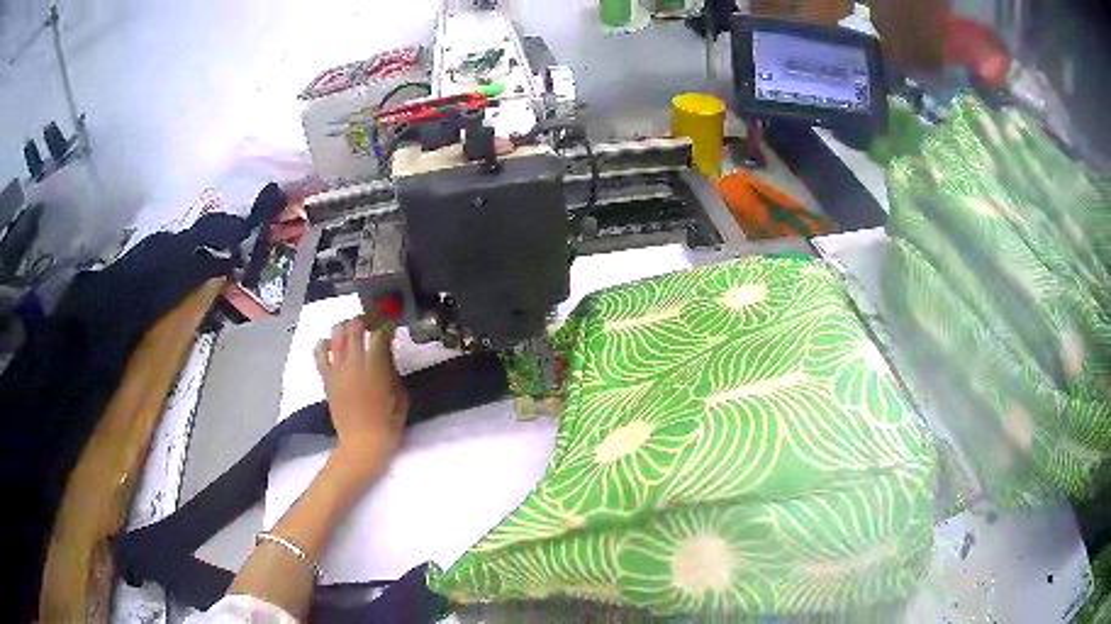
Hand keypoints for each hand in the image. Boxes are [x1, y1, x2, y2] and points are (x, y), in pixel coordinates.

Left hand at [314, 318, 408, 481]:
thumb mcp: (400, 394)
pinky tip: (332, 345)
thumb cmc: (388, 422)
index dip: (387, 323)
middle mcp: (354, 360)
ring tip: (354, 330)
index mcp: (376, 365)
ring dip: (347, 326)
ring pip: (337, 333)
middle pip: (356, 326)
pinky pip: (320, 352)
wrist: (362, 443)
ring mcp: (337, 368)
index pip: (380, 331)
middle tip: (373, 322)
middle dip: (366, 319)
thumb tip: (386, 353)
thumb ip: (392, 369)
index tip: (392, 323)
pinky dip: (325, 343)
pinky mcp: (326, 377)